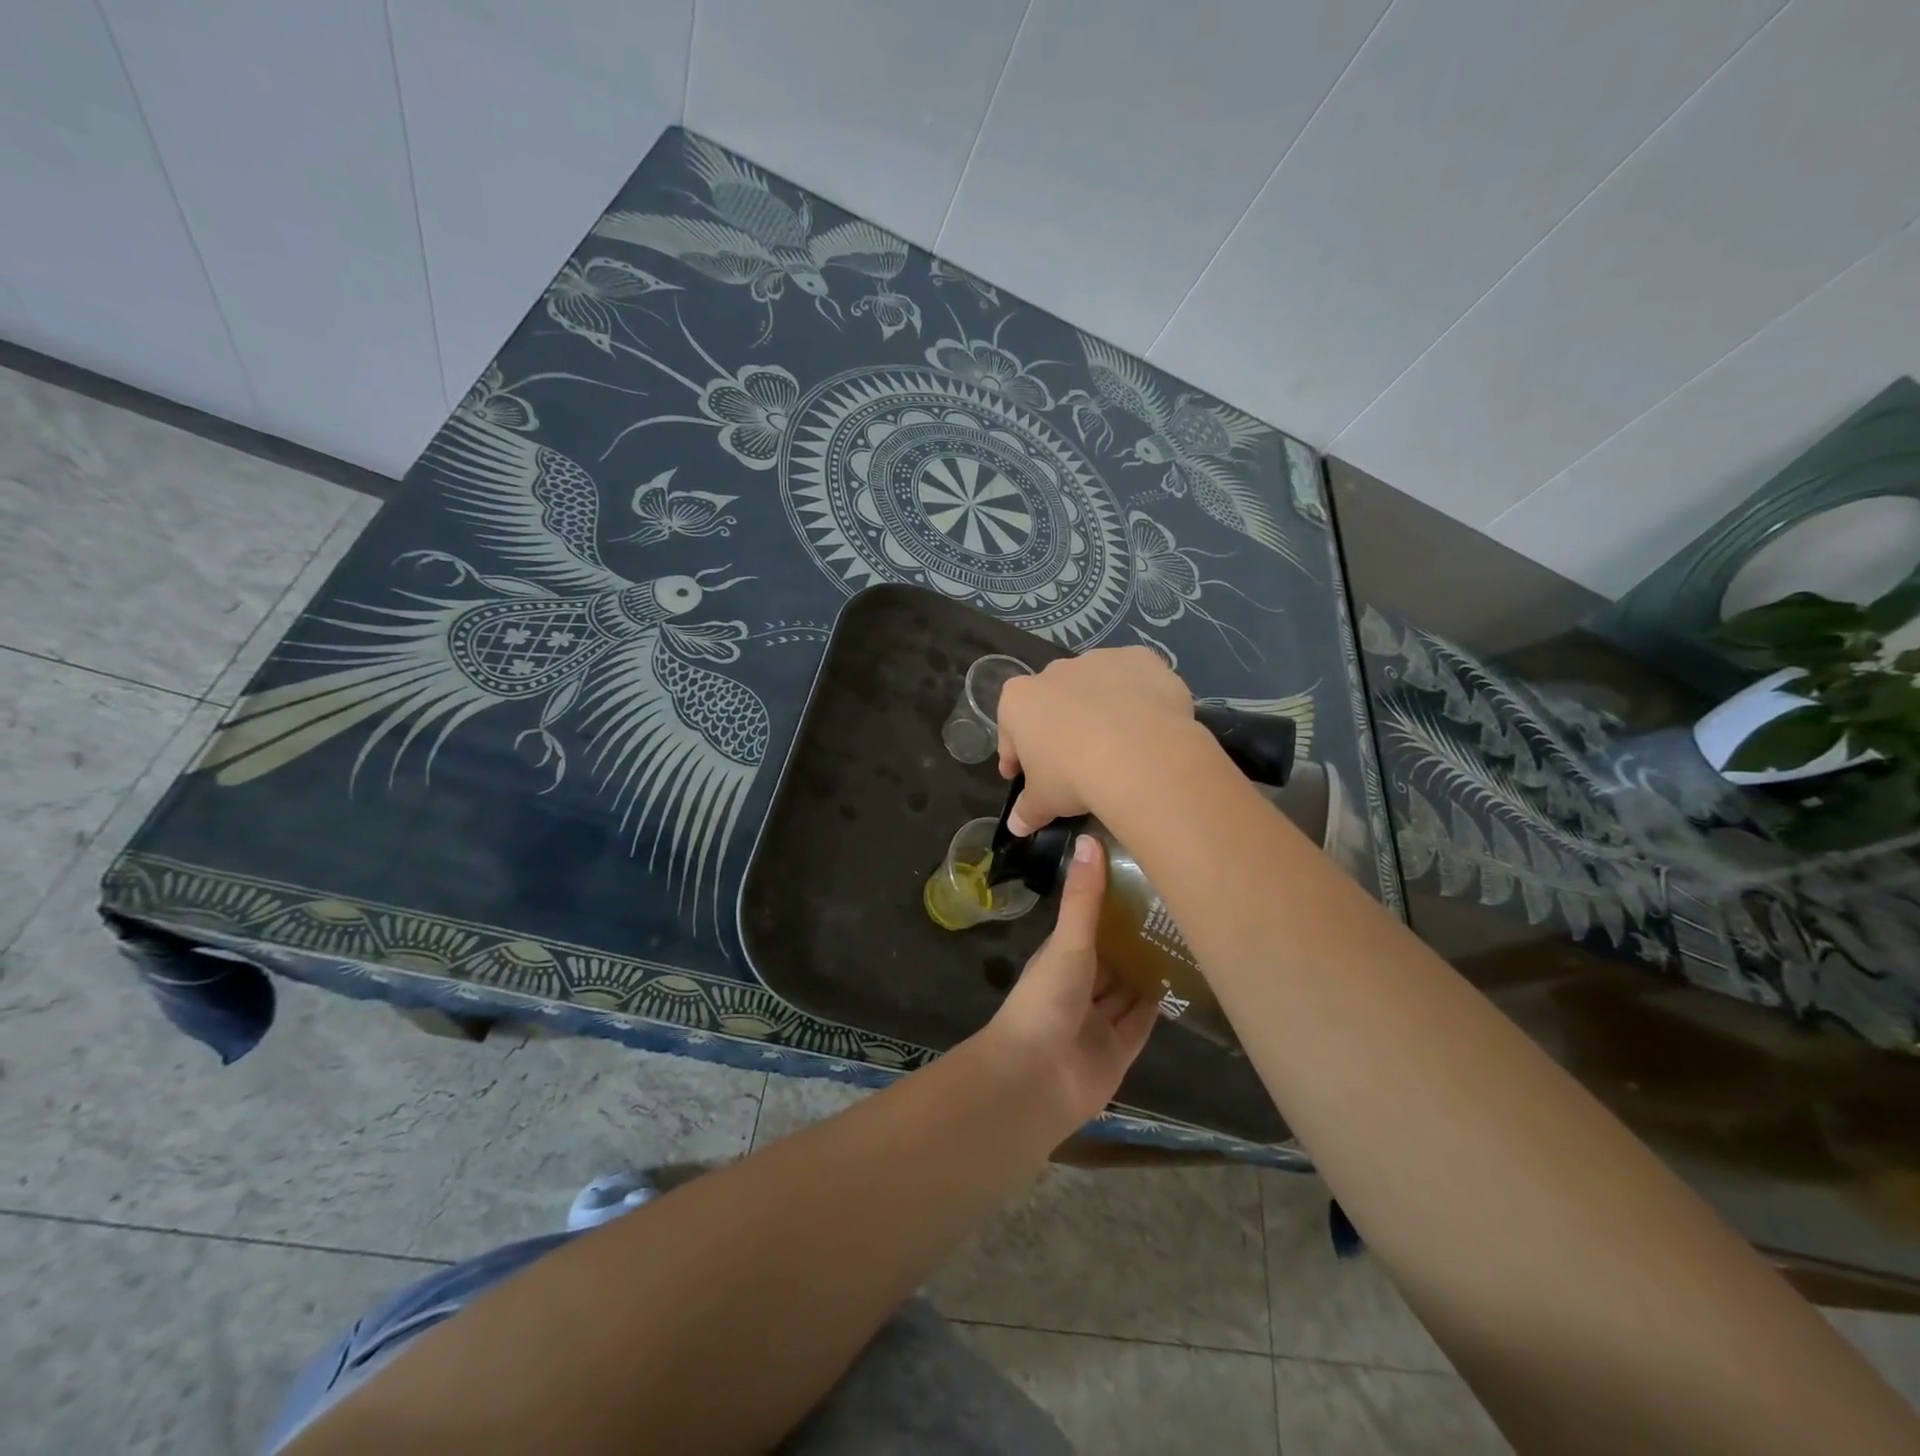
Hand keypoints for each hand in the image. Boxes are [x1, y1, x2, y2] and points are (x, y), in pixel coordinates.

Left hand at [979, 835, 1158, 1128]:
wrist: (1036, 1079)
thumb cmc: (1047, 1000)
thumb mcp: (1068, 942)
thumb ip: (1084, 898)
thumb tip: (1091, 837)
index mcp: (1061, 957)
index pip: (1090, 923)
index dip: (1113, 903)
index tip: (1145, 876)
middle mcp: (1080, 985)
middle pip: (1112, 957)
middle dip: (1137, 937)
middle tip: (1179, 907)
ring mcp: (1099, 1020)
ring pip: (1128, 988)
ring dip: (1150, 969)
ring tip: (1190, 938)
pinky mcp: (1119, 1051)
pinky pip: (1142, 1022)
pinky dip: (1158, 1005)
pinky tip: (1185, 983)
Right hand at [995, 646, 1199, 835]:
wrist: (1139, 754)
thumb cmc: (1073, 776)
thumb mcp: (1044, 801)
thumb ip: (1027, 810)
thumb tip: (1016, 826)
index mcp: (1019, 699)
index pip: (1010, 732)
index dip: (1015, 757)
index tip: (1022, 776)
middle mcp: (1054, 671)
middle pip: (1051, 704)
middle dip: (1058, 728)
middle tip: (1072, 763)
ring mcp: (1099, 660)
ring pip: (1094, 688)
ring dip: (1099, 710)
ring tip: (1117, 746)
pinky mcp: (1141, 660)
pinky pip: (1135, 681)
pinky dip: (1139, 698)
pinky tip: (1148, 726)